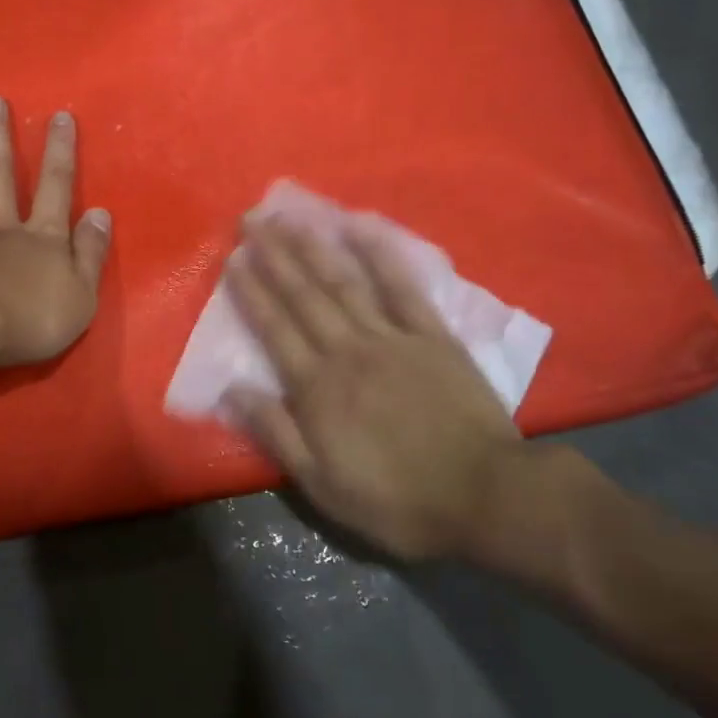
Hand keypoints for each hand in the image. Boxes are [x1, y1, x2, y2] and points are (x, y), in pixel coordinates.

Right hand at [222, 215, 545, 563]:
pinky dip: (381, 254)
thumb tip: (233, 388)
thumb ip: (276, 433)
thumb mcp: (322, 485)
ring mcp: (390, 337)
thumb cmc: (397, 499)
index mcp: (316, 387)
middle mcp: (346, 350)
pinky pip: (402, 287)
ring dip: (312, 247)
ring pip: (342, 283)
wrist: (485, 496)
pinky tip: (361, 226)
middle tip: (251, 220)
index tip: (233, 259)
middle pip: (303, 295)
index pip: (274, 328)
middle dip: (273, 255)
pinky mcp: (431, 335)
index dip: (250, 292)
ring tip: (288, 218)